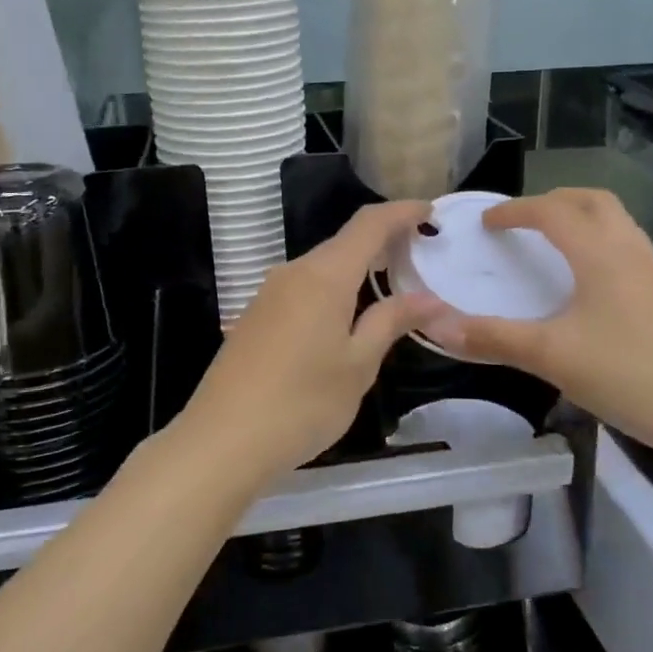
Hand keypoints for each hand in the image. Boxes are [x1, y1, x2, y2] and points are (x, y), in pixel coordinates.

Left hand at [173, 201, 441, 485]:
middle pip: (344, 242)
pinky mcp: (256, 316)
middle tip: (421, 253)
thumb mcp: (358, 365)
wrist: (221, 440)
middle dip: (384, 240)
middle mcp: (293, 272)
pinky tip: (347, 315)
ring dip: (358, 267)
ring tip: (391, 283)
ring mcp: (269, 294)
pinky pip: (304, 288)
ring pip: (322, 266)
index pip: (369, 223)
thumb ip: (392, 321)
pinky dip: (334, 288)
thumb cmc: (301, 403)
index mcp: (324, 275)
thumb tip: (430, 298)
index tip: (431, 211)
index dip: (402, 211)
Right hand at [421, 189, 652, 469]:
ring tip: (551, 245)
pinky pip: (627, 250)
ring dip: (580, 220)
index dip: (515, 210)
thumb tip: (435, 325)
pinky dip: (598, 246)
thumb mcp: (551, 356)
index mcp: (600, 254)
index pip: (552, 212)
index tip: (486, 223)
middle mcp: (630, 251)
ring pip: (616, 224)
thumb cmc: (630, 376)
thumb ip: (492, 338)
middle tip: (522, 223)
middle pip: (592, 202)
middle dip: (553, 202)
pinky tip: (587, 285)